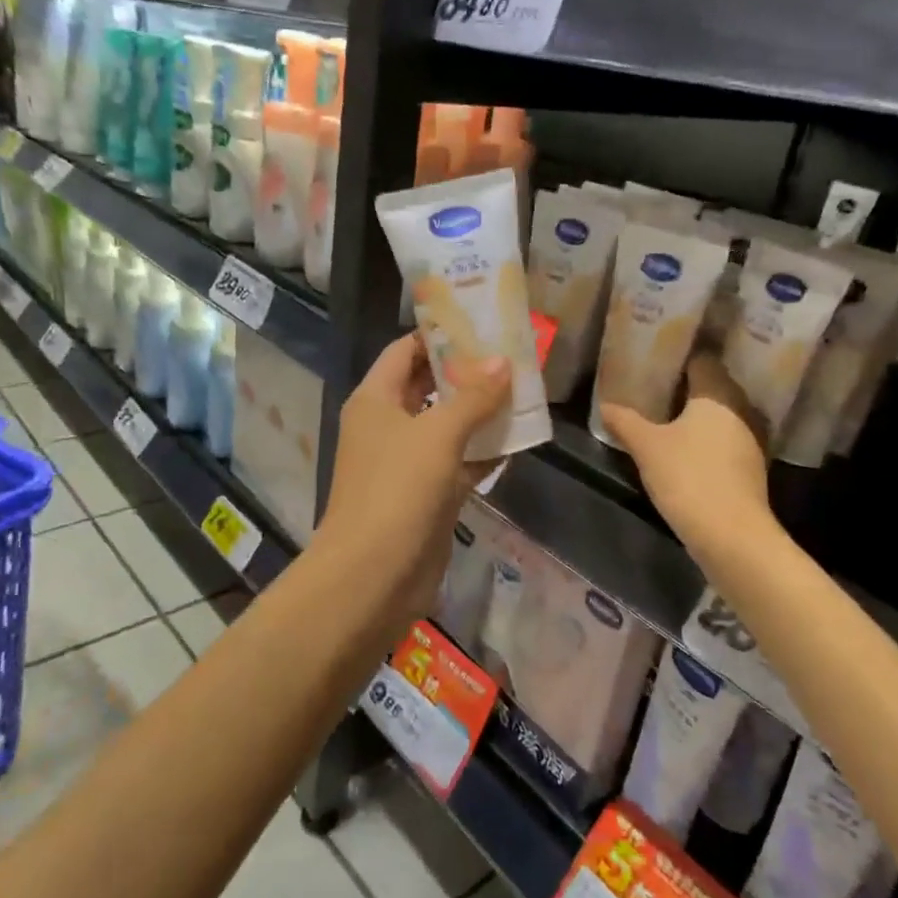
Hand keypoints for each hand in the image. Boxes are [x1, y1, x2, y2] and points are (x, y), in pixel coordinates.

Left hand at [316, 334, 511, 622]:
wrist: (374, 575)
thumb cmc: (398, 490)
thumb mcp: (437, 434)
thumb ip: (473, 396)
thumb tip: (501, 361)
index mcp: (375, 400)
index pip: (405, 351)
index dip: (439, 334)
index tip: (480, 321)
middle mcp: (388, 425)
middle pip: (429, 386)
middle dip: (467, 372)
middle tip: (512, 354)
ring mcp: (408, 463)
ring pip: (448, 426)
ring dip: (481, 412)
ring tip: (524, 390)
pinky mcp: (428, 496)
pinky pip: (459, 463)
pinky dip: (484, 453)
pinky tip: (519, 440)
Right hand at [599, 352, 773, 557]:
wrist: (732, 535)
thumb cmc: (688, 477)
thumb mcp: (646, 447)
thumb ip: (625, 421)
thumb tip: (604, 405)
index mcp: (718, 393)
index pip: (702, 359)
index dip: (679, 357)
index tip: (655, 360)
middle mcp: (741, 408)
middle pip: (713, 385)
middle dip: (686, 386)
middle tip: (653, 388)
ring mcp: (752, 438)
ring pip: (721, 414)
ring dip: (698, 415)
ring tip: (665, 417)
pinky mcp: (752, 466)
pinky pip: (727, 438)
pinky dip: (708, 439)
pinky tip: (685, 448)